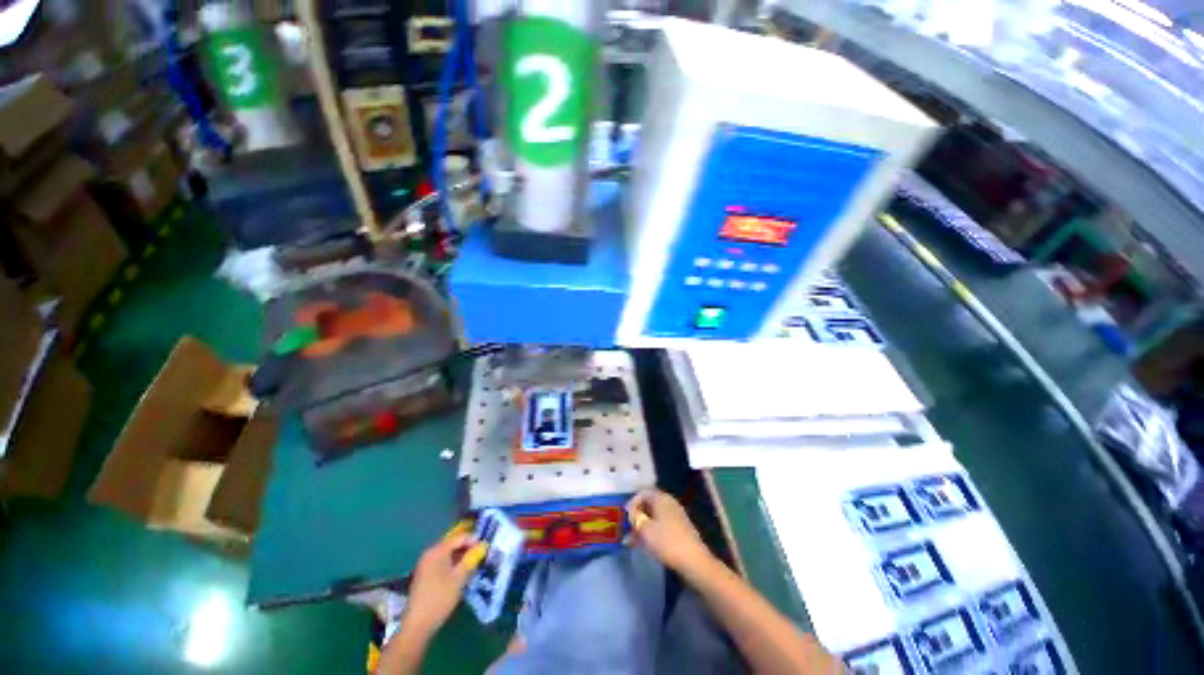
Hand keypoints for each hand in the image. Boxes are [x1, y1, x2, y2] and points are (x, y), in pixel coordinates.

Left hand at [403, 533, 484, 636]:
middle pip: (452, 545)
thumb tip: (482, 546)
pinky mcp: (424, 576)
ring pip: (448, 555)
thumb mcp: (460, 577)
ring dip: (461, 558)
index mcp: (437, 551)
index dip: (474, 541)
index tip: (485, 548)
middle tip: (481, 557)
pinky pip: (442, 564)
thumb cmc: (440, 597)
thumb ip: (471, 559)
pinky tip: (461, 574)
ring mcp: (425, 565)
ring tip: (473, 566)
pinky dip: (453, 565)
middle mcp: (430, 554)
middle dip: (467, 549)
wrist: (417, 624)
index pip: (459, 538)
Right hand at [626, 489, 714, 576]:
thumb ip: (634, 517)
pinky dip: (652, 531)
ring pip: (654, 516)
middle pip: (648, 505)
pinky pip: (661, 524)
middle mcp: (669, 502)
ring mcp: (676, 515)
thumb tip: (630, 512)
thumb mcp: (644, 529)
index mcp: (661, 498)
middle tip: (627, 530)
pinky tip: (646, 544)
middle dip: (636, 517)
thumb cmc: (666, 541)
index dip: (631, 504)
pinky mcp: (680, 528)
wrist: (693, 561)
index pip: (642, 493)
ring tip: (633, 541)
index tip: (624, 518)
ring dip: (643, 526)